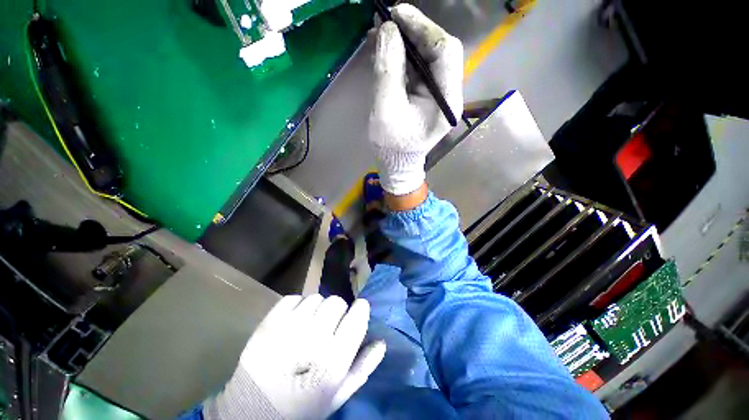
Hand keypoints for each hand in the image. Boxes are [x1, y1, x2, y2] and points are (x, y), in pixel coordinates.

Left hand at [204, 295, 385, 419]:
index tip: (357, 311)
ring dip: (317, 309)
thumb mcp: (337, 395)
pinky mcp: (268, 323)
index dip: (360, 309)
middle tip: (328, 326)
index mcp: (333, 361)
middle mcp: (313, 339)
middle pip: (336, 302)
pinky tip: (293, 322)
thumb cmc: (301, 407)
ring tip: (308, 326)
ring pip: (316, 298)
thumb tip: (381, 341)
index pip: (357, 315)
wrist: (252, 412)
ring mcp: (288, 328)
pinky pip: (293, 298)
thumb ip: (363, 368)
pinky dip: (297, 306)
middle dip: (337, 311)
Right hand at [369, 4, 462, 195]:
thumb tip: (388, 31)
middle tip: (389, 20)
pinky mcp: (427, 95)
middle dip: (414, 32)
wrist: (396, 164)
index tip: (397, 14)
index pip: (445, 52)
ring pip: (428, 57)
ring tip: (384, 32)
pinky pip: (418, 68)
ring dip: (407, 42)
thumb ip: (388, 71)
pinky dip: (404, 56)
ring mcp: (439, 94)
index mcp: (446, 101)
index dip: (423, 28)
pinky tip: (388, 49)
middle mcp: (449, 94)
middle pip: (439, 51)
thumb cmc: (391, 146)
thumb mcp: (385, 110)